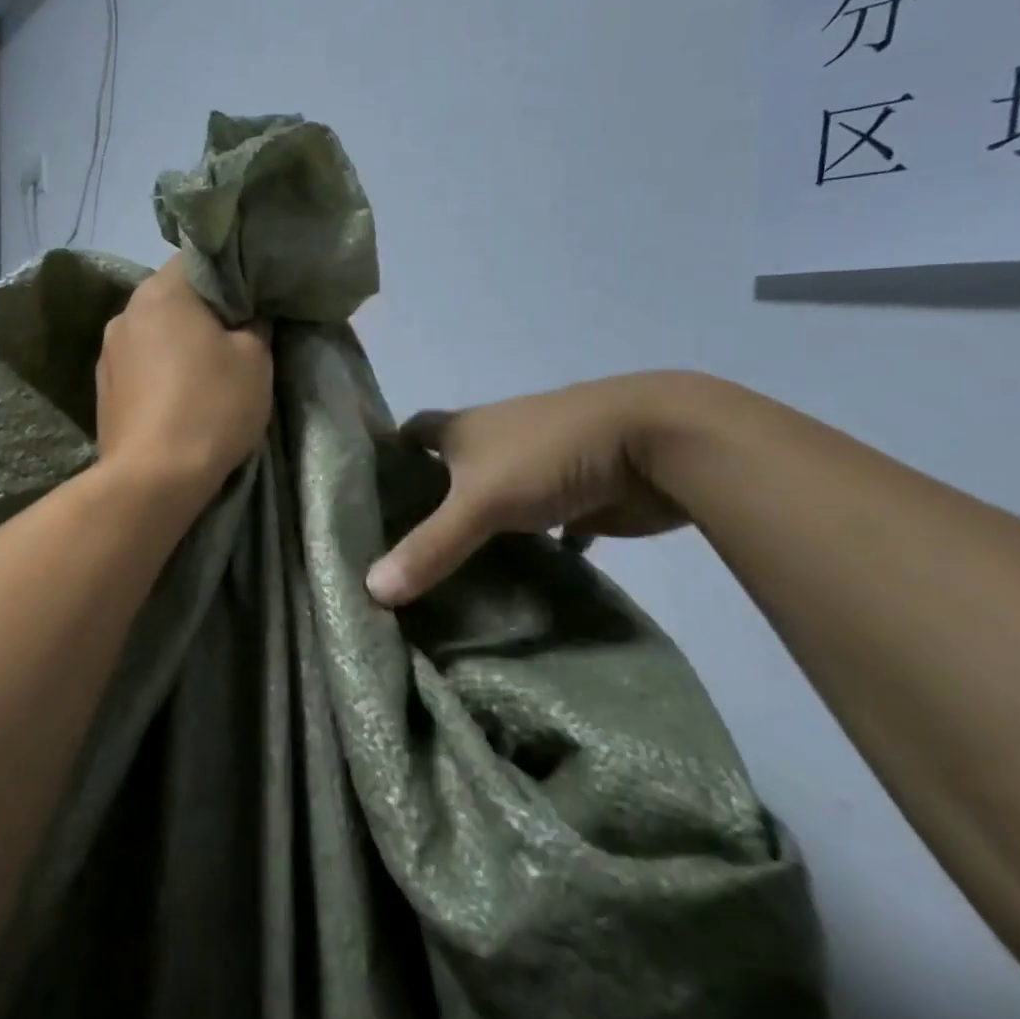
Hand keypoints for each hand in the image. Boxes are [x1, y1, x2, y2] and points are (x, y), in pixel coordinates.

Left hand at [96, 259, 273, 502]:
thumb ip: (255, 325)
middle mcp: (125, 313)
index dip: (229, 277)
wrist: (154, 478)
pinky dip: (160, 373)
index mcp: (160, 292)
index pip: (197, 261)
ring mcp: (107, 353)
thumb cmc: (211, 406)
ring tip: (206, 375)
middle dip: (204, 313)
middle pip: (172, 298)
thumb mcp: (255, 359)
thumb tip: (248, 317)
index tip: (251, 302)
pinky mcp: (103, 390)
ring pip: (154, 333)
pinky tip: (178, 399)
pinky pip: (140, 366)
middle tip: (236, 339)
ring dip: (179, 345)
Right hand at [366, 371, 703, 606]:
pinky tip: (516, 581)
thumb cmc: (550, 455)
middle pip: (451, 468)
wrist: (654, 443)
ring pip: (496, 499)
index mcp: (465, 429)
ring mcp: (539, 468)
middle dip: (428, 502)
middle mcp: (496, 442)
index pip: (412, 433)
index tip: (365, 494)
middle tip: (397, 549)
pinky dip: (533, 548)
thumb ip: (430, 547)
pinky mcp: (578, 497)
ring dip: (479, 528)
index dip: (389, 456)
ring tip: (445, 571)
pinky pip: (545, 526)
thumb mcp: (480, 502)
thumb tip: (371, 590)